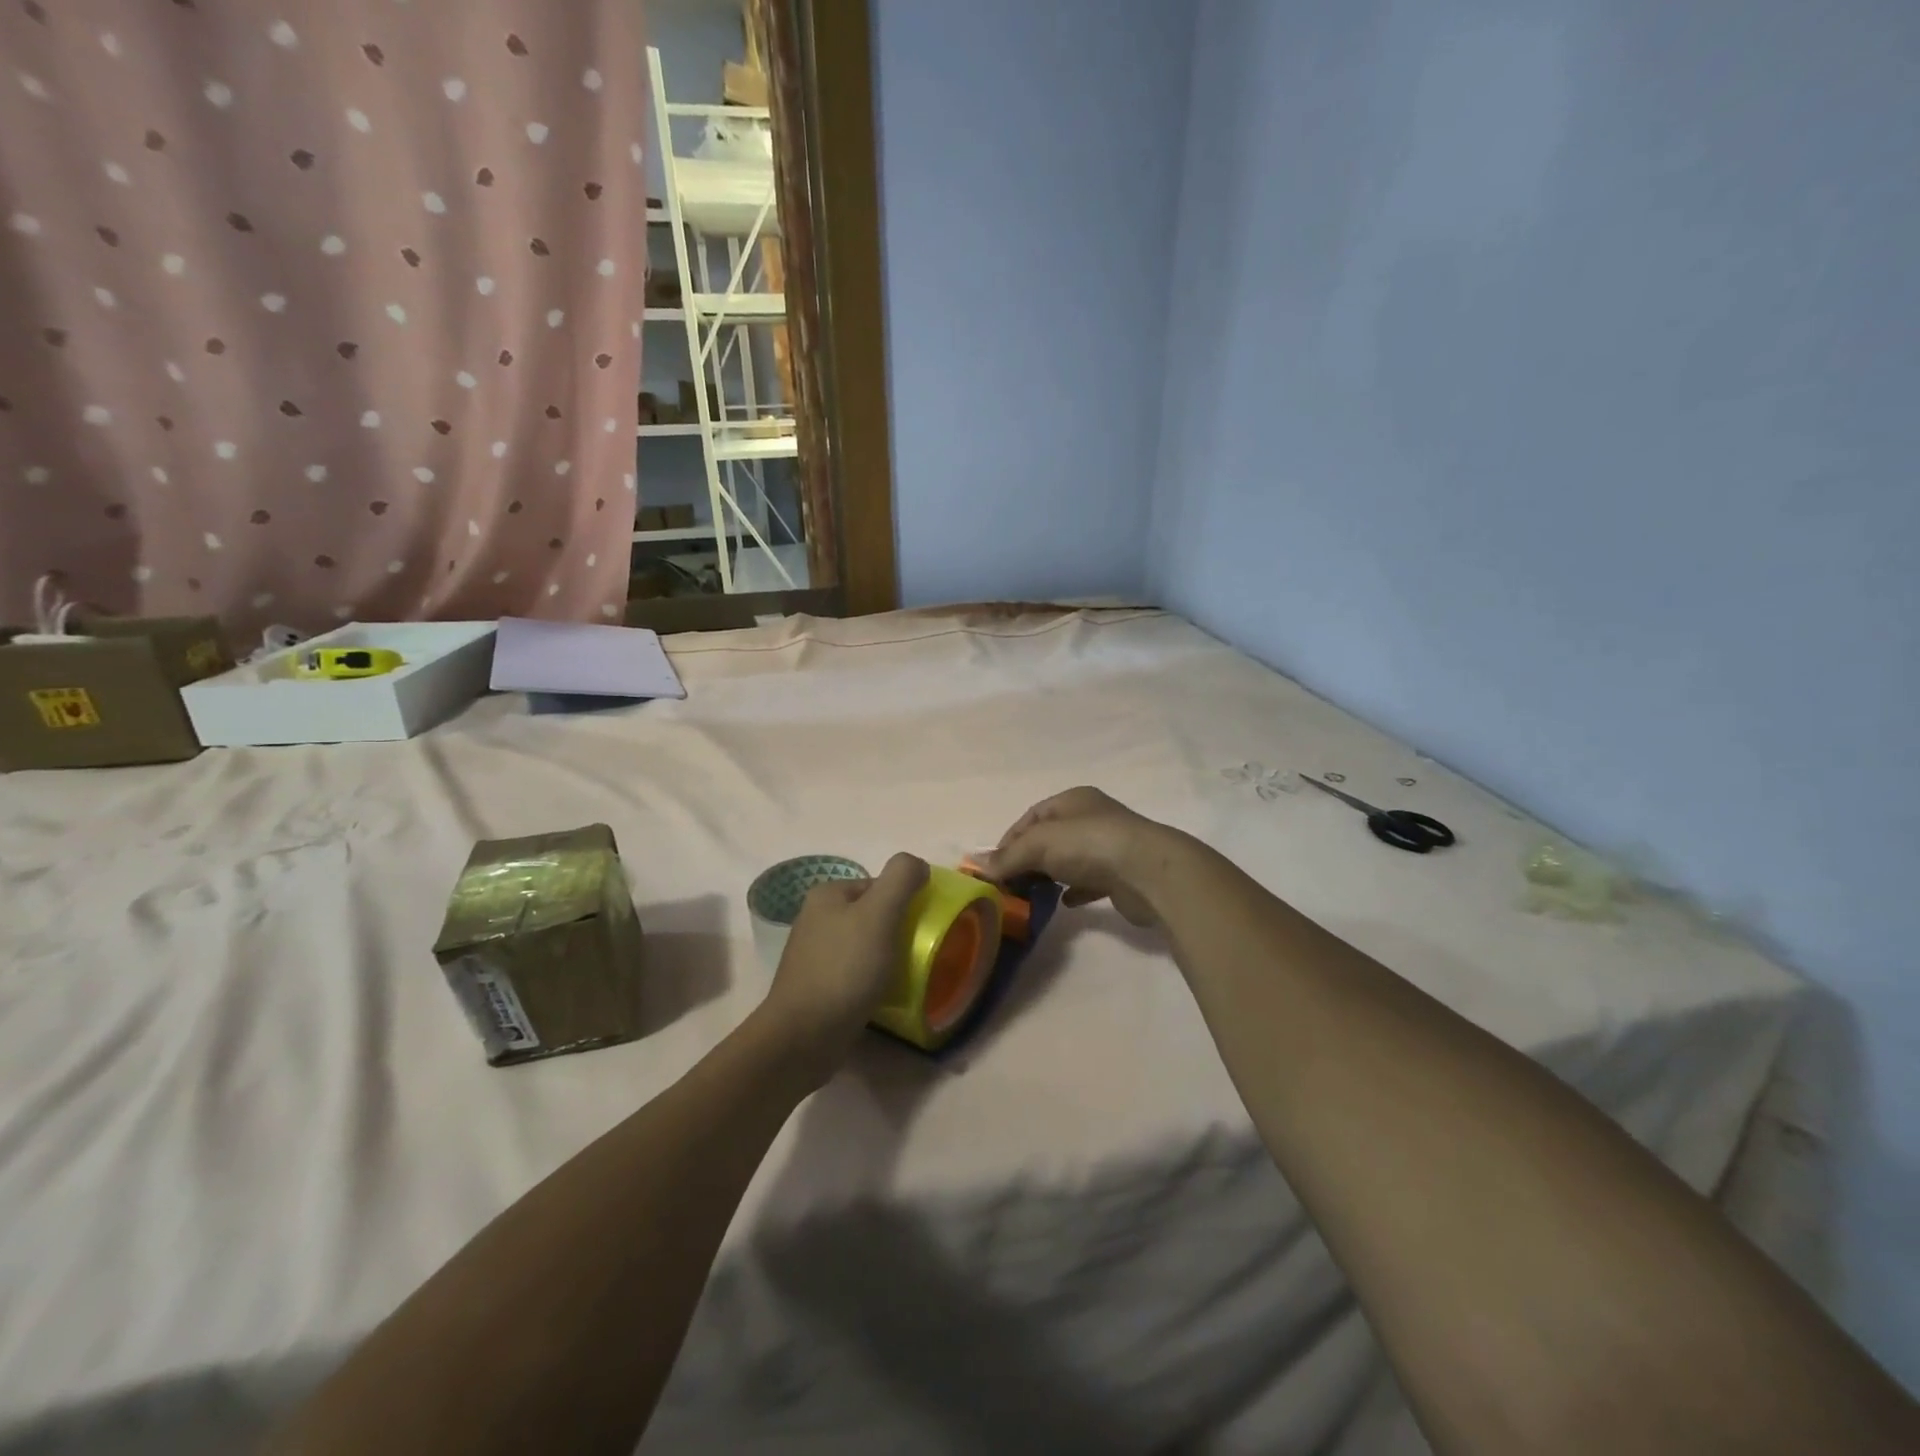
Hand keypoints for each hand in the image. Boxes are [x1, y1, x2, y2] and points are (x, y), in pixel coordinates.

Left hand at [759, 853, 928, 1081]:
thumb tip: (917, 864)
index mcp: (828, 894)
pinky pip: (855, 973)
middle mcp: (816, 918)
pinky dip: (873, 980)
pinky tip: (884, 995)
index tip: (924, 927)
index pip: (880, 885)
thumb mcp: (879, 913)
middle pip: (873, 914)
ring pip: (865, 945)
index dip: (906, 902)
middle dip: (898, 931)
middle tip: (920, 952)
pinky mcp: (817, 986)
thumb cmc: (844, 968)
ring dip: (888, 957)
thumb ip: (901, 878)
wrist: (803, 1036)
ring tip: (907, 976)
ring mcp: (814, 954)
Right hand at [976, 787, 1183, 927]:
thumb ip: (1008, 856)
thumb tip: (977, 866)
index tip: (994, 866)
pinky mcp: (1121, 876)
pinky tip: (1064, 903)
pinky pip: (1090, 882)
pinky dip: (1074, 891)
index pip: (1032, 816)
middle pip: (1050, 838)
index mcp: (1073, 800)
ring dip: (1050, 875)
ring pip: (1070, 860)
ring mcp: (1110, 847)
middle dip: (1028, 860)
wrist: (1149, 873)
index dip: (1010, 839)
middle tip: (1009, 884)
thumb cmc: (1090, 845)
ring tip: (1031, 895)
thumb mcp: (1039, 844)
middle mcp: (1092, 818)